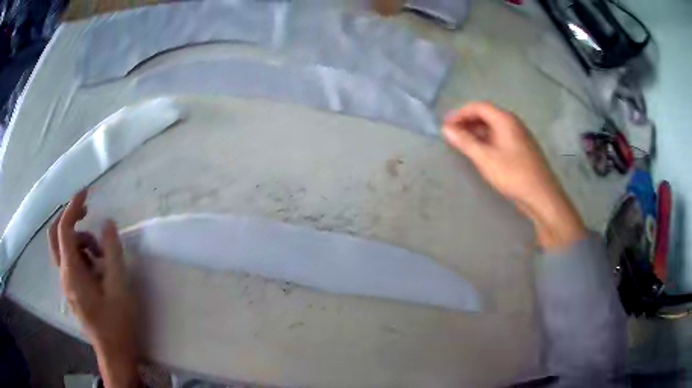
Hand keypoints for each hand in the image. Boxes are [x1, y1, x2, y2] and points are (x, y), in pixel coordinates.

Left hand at [49, 189, 139, 387]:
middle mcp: (64, 275)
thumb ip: (113, 253)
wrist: (114, 353)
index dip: (73, 207)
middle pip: (56, 235)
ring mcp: (67, 284)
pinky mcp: (73, 290)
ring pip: (65, 249)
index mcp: (72, 273)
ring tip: (103, 255)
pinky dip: (82, 255)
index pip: (64, 230)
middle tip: (88, 214)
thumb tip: (107, 223)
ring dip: (81, 241)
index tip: (86, 192)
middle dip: (70, 220)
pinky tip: (99, 268)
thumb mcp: (120, 288)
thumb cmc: (118, 323)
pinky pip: (71, 262)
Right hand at [443, 102, 585, 250]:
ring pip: (494, 127)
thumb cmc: (513, 174)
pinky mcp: (522, 148)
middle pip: (486, 114)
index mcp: (505, 119)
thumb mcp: (485, 158)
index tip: (446, 125)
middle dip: (467, 122)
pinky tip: (481, 152)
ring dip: (477, 131)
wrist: (541, 196)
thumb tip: (446, 129)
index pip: (478, 107)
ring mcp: (519, 135)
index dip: (460, 113)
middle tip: (452, 134)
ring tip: (463, 144)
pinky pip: (500, 137)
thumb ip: (465, 142)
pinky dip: (487, 140)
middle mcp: (513, 123)